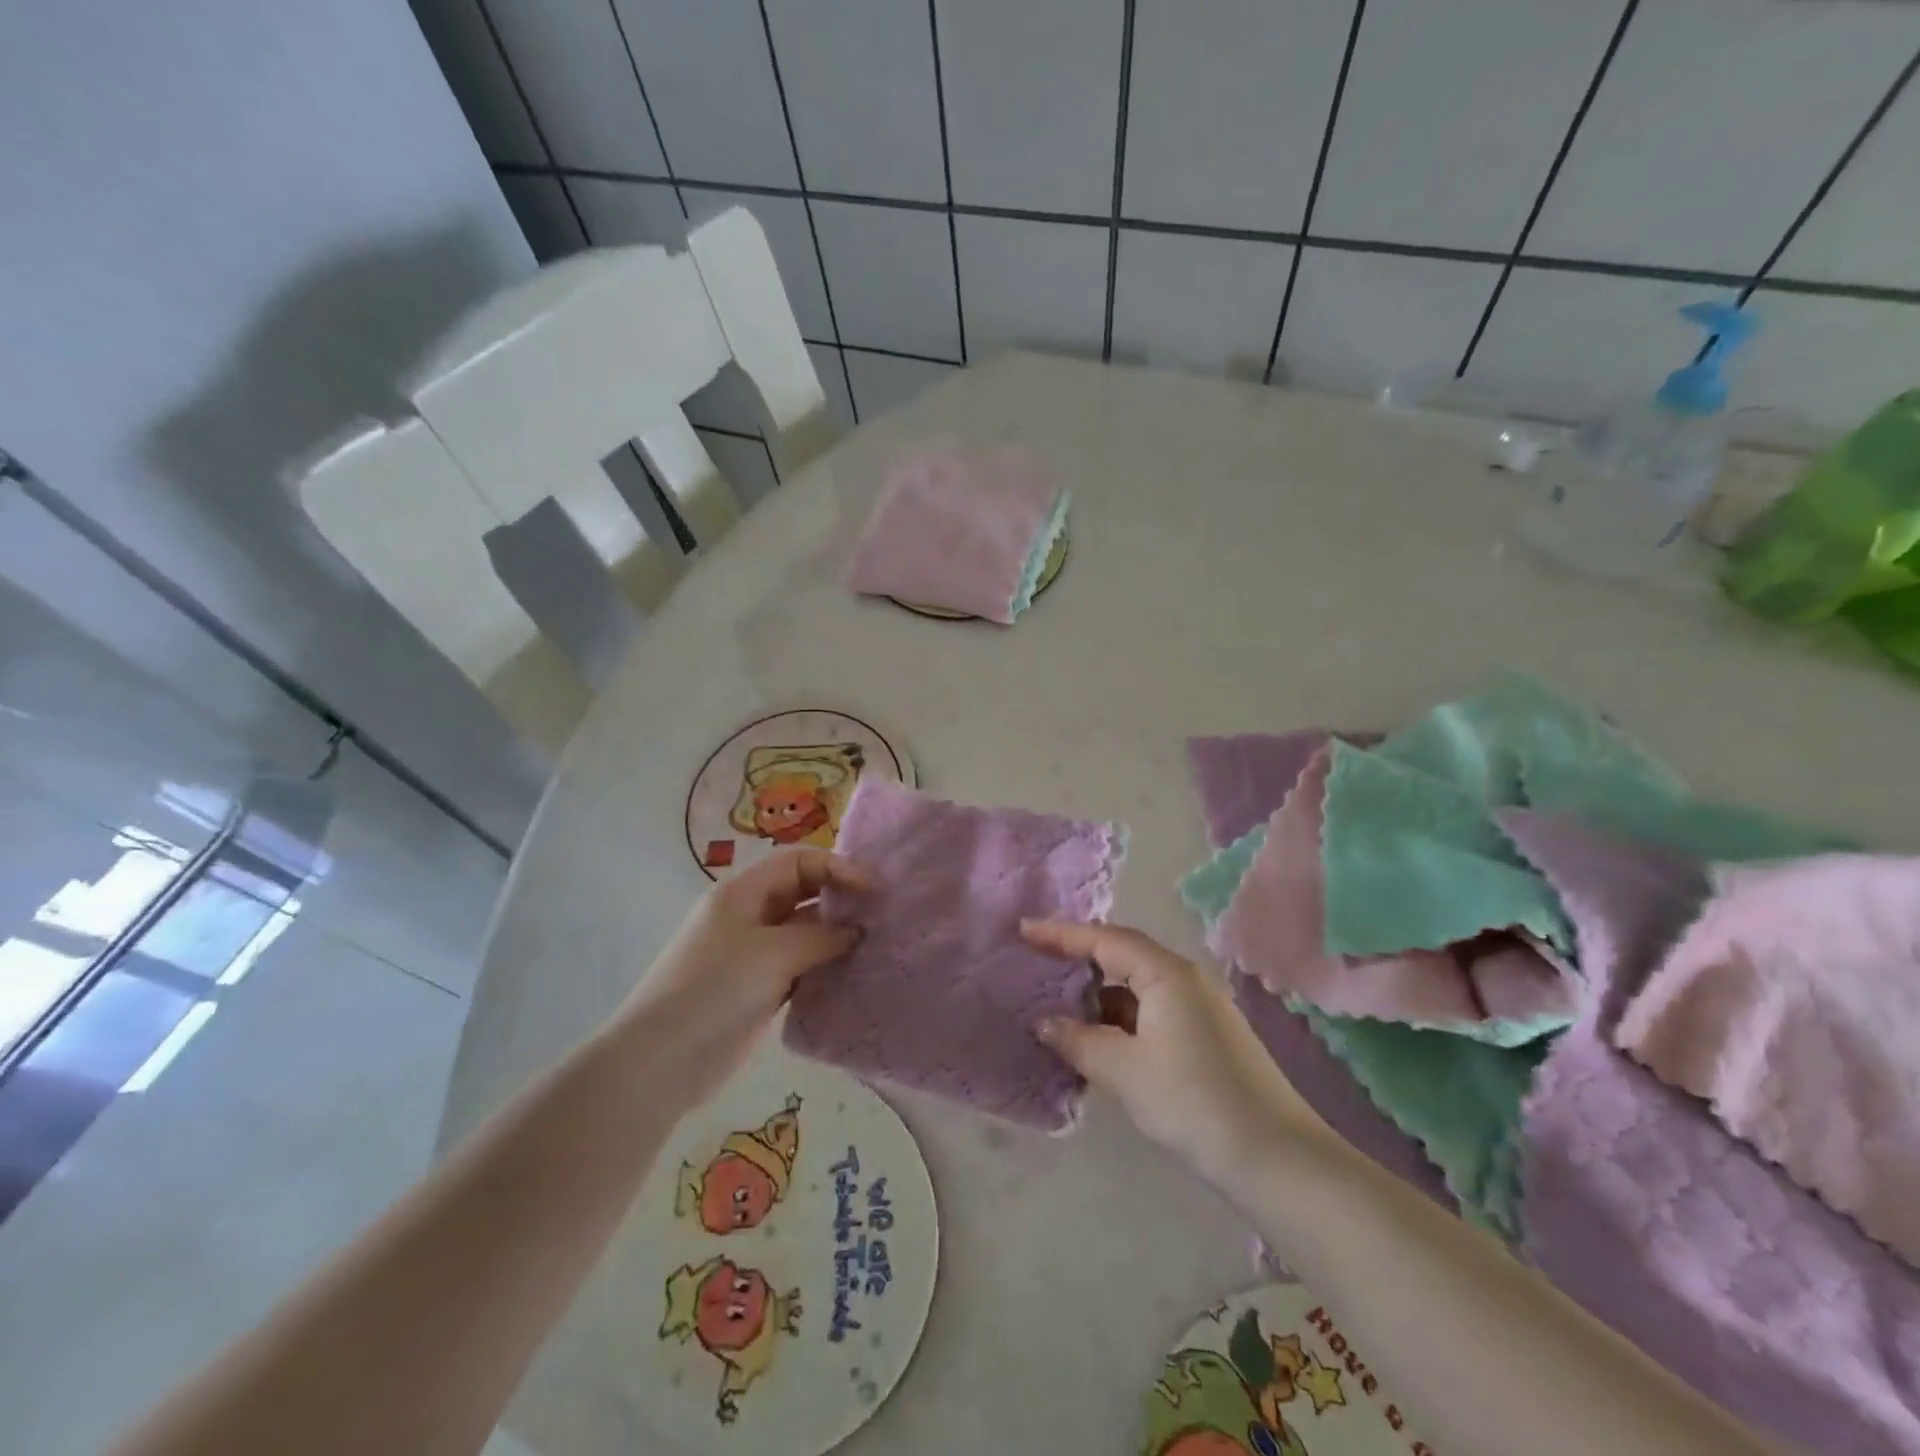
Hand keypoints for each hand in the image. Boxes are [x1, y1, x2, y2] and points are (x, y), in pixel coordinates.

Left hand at [619, 849, 866, 1105]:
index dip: (836, 868)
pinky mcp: (758, 990)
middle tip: (879, 915)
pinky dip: (823, 967)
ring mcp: (752, 955)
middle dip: (839, 899)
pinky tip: (850, 976)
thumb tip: (855, 931)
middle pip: (802, 893)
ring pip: (803, 933)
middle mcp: (748, 917)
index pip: (798, 862)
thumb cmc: (715, 990)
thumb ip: (821, 937)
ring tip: (874, 945)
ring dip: (835, 936)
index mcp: (743, 893)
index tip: (872, 890)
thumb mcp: (773, 954)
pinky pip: (799, 967)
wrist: (661, 1062)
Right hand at [1023, 920, 1330, 1183]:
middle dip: (1079, 963)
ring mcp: (1199, 1009)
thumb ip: (1079, 1040)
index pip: (1105, 939)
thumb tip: (1045, 1023)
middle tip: (1037, 969)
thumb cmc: (1192, 1100)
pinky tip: (1098, 1043)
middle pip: (1122, 957)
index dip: (1061, 934)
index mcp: (1167, 973)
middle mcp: (1185, 979)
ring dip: (1099, 999)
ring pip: (1137, 989)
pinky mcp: (1205, 1037)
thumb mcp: (1124, 1070)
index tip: (1024, 931)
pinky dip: (1120, 1022)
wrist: (1275, 1158)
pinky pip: (1151, 1013)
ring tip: (1059, 1012)